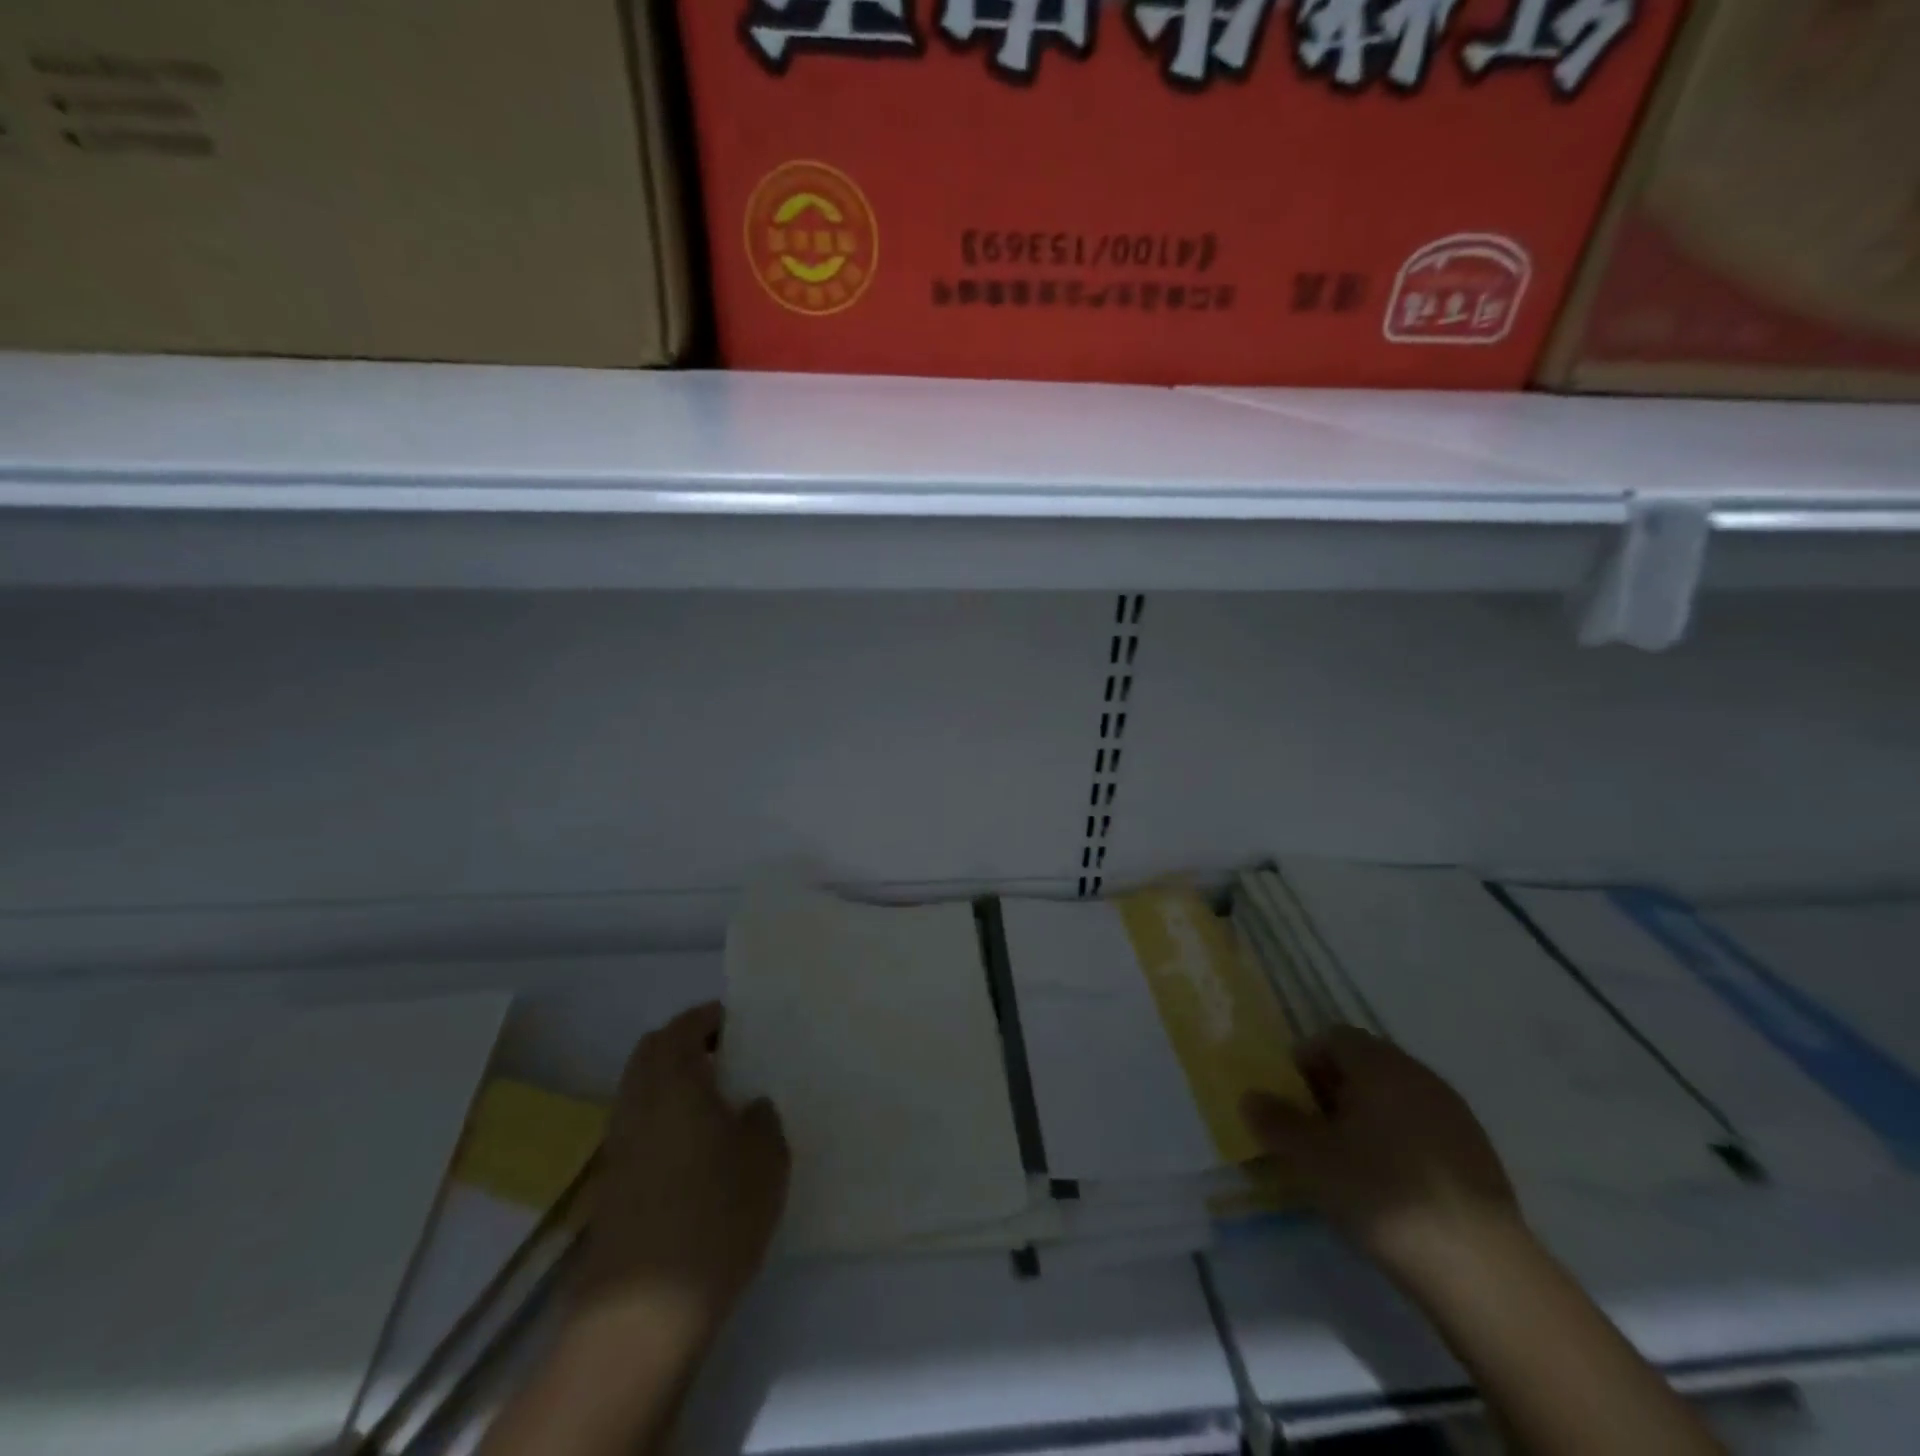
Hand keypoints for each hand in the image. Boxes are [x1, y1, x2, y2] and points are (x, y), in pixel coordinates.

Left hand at [577, 1002, 789, 1334]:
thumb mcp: (767, 1160)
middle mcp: (638, 1103)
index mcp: (675, 1083)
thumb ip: (763, 1120)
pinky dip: (662, 1116)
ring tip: (715, 1101)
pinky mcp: (611, 1184)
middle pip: (651, 1052)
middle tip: (726, 1055)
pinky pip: (637, 1125)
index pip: (683, 1028)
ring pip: (640, 1089)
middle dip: (685, 1042)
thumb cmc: (715, 1217)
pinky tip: (695, 1147)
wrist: (643, 1314)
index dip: (709, 1018)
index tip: (738, 1024)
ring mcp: (618, 1145)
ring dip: (671, 1080)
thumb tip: (749, 1106)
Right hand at [1240, 1027, 1520, 1279]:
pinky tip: (1393, 1184)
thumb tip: (1251, 1096)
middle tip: (1315, 1131)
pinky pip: (1424, 1126)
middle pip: (1365, 1063)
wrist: (1480, 1267)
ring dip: (1367, 1115)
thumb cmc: (1381, 1194)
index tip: (1293, 1101)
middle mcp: (1417, 1074)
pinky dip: (1400, 1140)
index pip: (1333, 1037)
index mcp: (1378, 1064)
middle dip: (1334, 1088)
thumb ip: (1275, 1121)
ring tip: (1350, 1160)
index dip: (1306, 1062)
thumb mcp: (1310, 1158)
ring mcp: (1454, 1112)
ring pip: (1396, 1096)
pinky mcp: (1477, 1151)